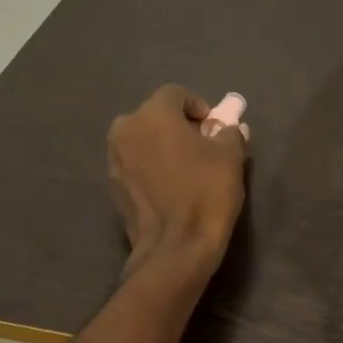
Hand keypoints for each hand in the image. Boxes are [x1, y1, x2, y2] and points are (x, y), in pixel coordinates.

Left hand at [108, 85, 249, 278]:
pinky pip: (135, 164)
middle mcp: (125, 129)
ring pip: (142, 140)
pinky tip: (170, 187)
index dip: (198, 106)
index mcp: (153, 114)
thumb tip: (228, 127)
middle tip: (202, 146)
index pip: (176, 94)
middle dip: (178, 126)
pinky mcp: (112, 186)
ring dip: (162, 146)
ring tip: (185, 168)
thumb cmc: (205, 194)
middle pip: (155, 116)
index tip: (214, 127)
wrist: (175, 247)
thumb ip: (229, 132)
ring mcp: (114, 159)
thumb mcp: (230, 157)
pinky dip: (151, 167)